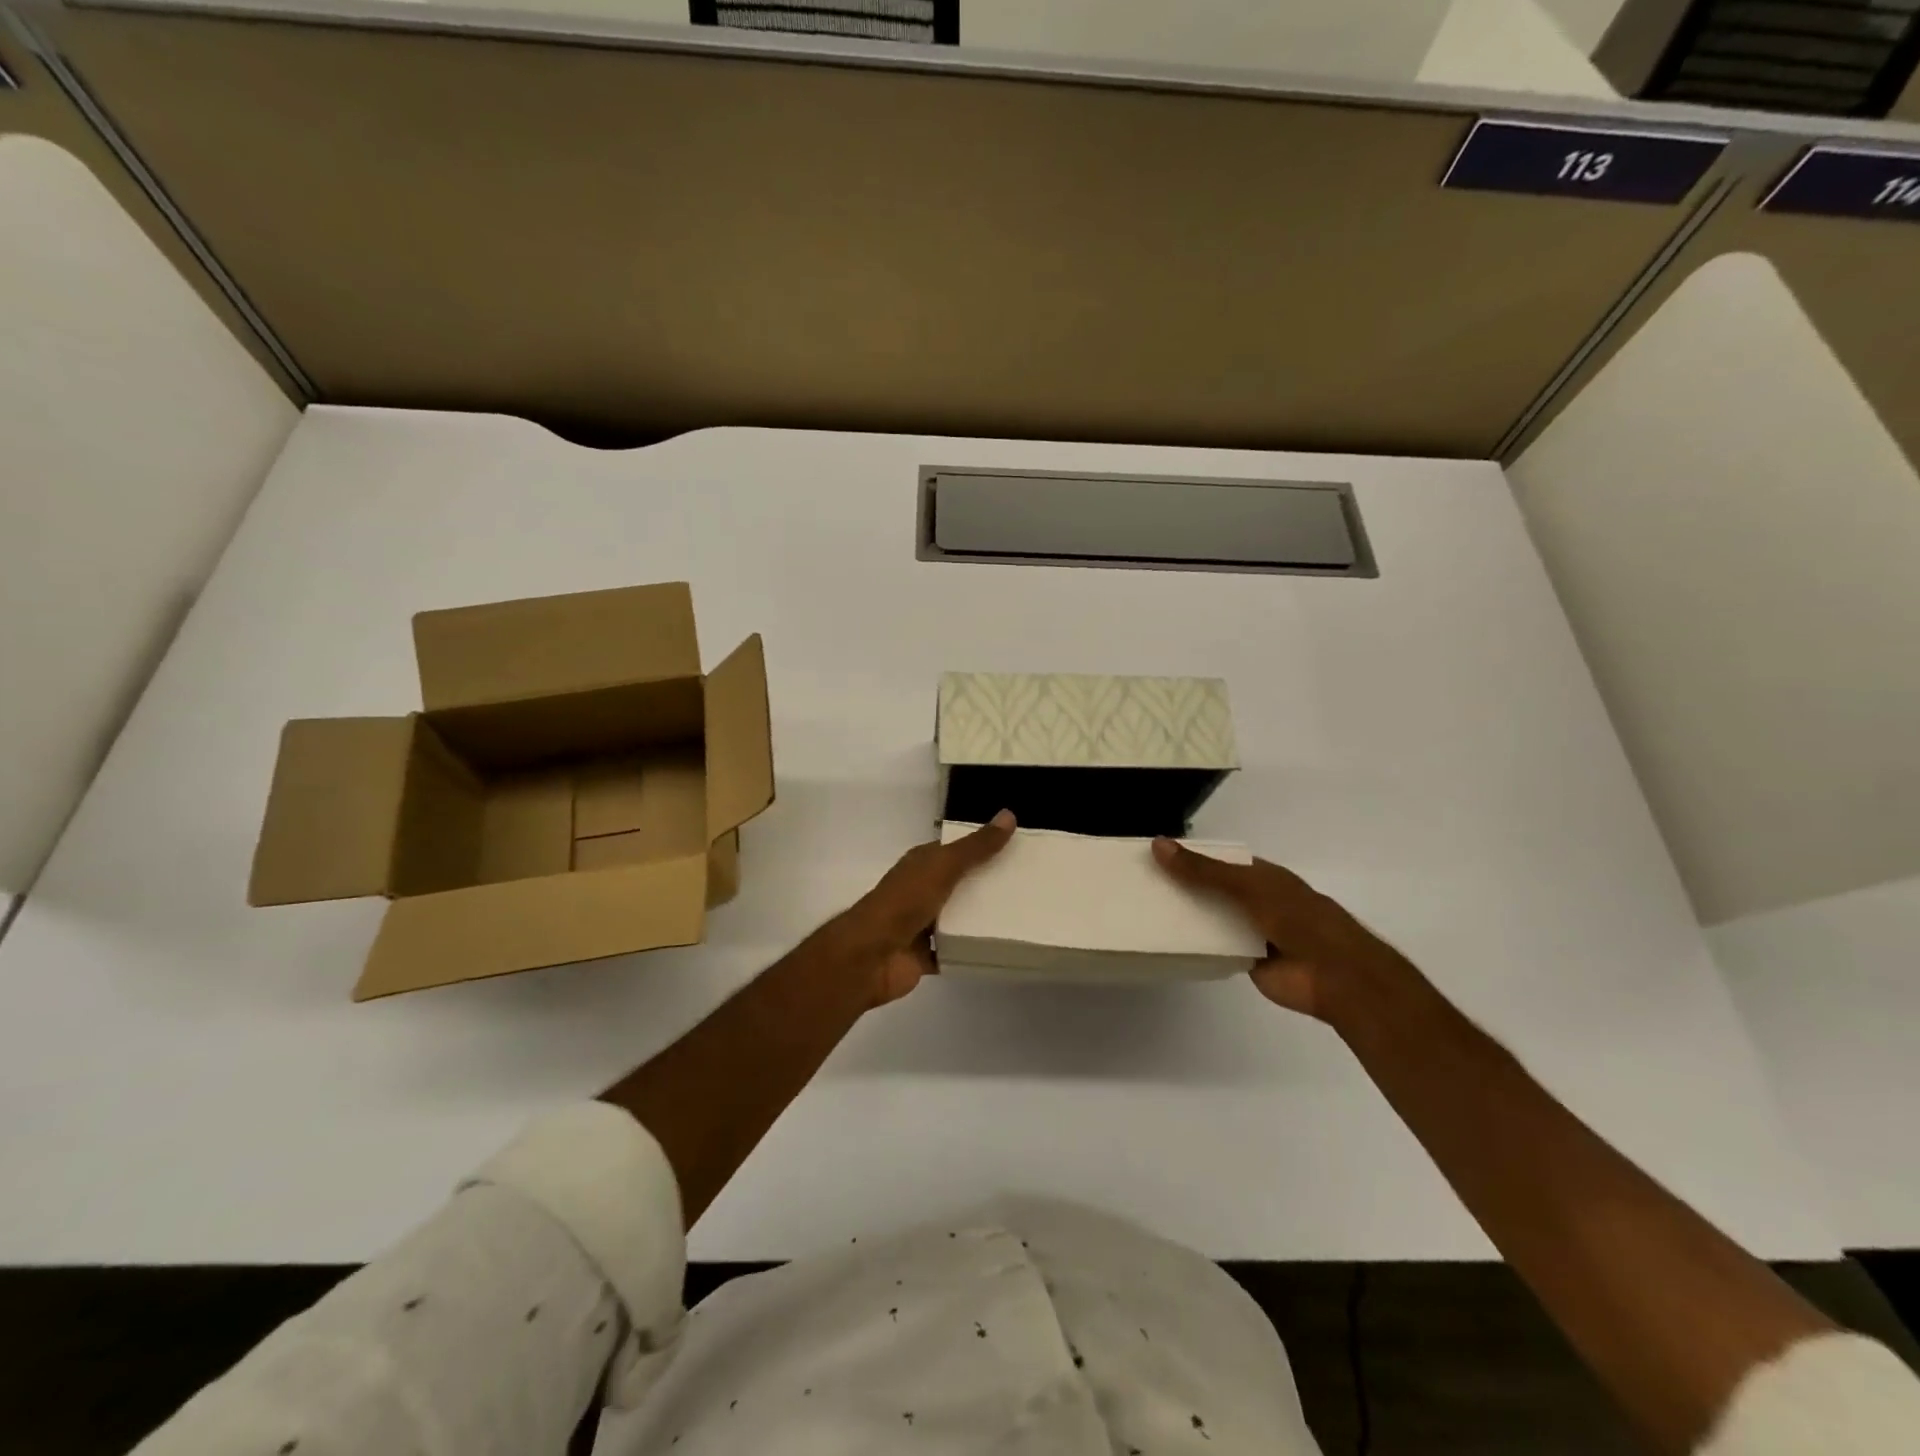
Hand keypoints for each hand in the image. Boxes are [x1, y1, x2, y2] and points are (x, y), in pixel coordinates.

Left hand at [840, 811, 1016, 1005]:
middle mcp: (920, 890)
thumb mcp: (943, 866)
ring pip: (957, 918)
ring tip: (1020, 916)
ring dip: (980, 918)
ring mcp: (920, 924)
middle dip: (986, 884)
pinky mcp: (925, 955)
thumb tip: (1008, 815)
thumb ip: (976, 846)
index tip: (1015, 849)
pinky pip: (953, 950)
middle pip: (959, 884)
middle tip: (1026, 885)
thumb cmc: (904, 902)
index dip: (981, 847)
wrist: (870, 955)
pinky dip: (969, 950)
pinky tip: (997, 948)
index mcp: (921, 864)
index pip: (954, 850)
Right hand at [1151, 838, 1417, 1022]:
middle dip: (1183, 886)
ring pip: (1212, 918)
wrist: (1335, 976)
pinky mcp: (1247, 959)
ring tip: (1143, 909)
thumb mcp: (1247, 886)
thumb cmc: (1297, 919)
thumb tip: (1158, 844)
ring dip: (1187, 916)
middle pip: (1212, 889)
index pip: (1219, 860)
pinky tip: (1164, 940)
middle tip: (1139, 883)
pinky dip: (1195, 944)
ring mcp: (1252, 930)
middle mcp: (1256, 900)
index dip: (1190, 857)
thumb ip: (1203, 870)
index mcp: (1262, 876)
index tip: (1153, 856)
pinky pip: (1215, 947)